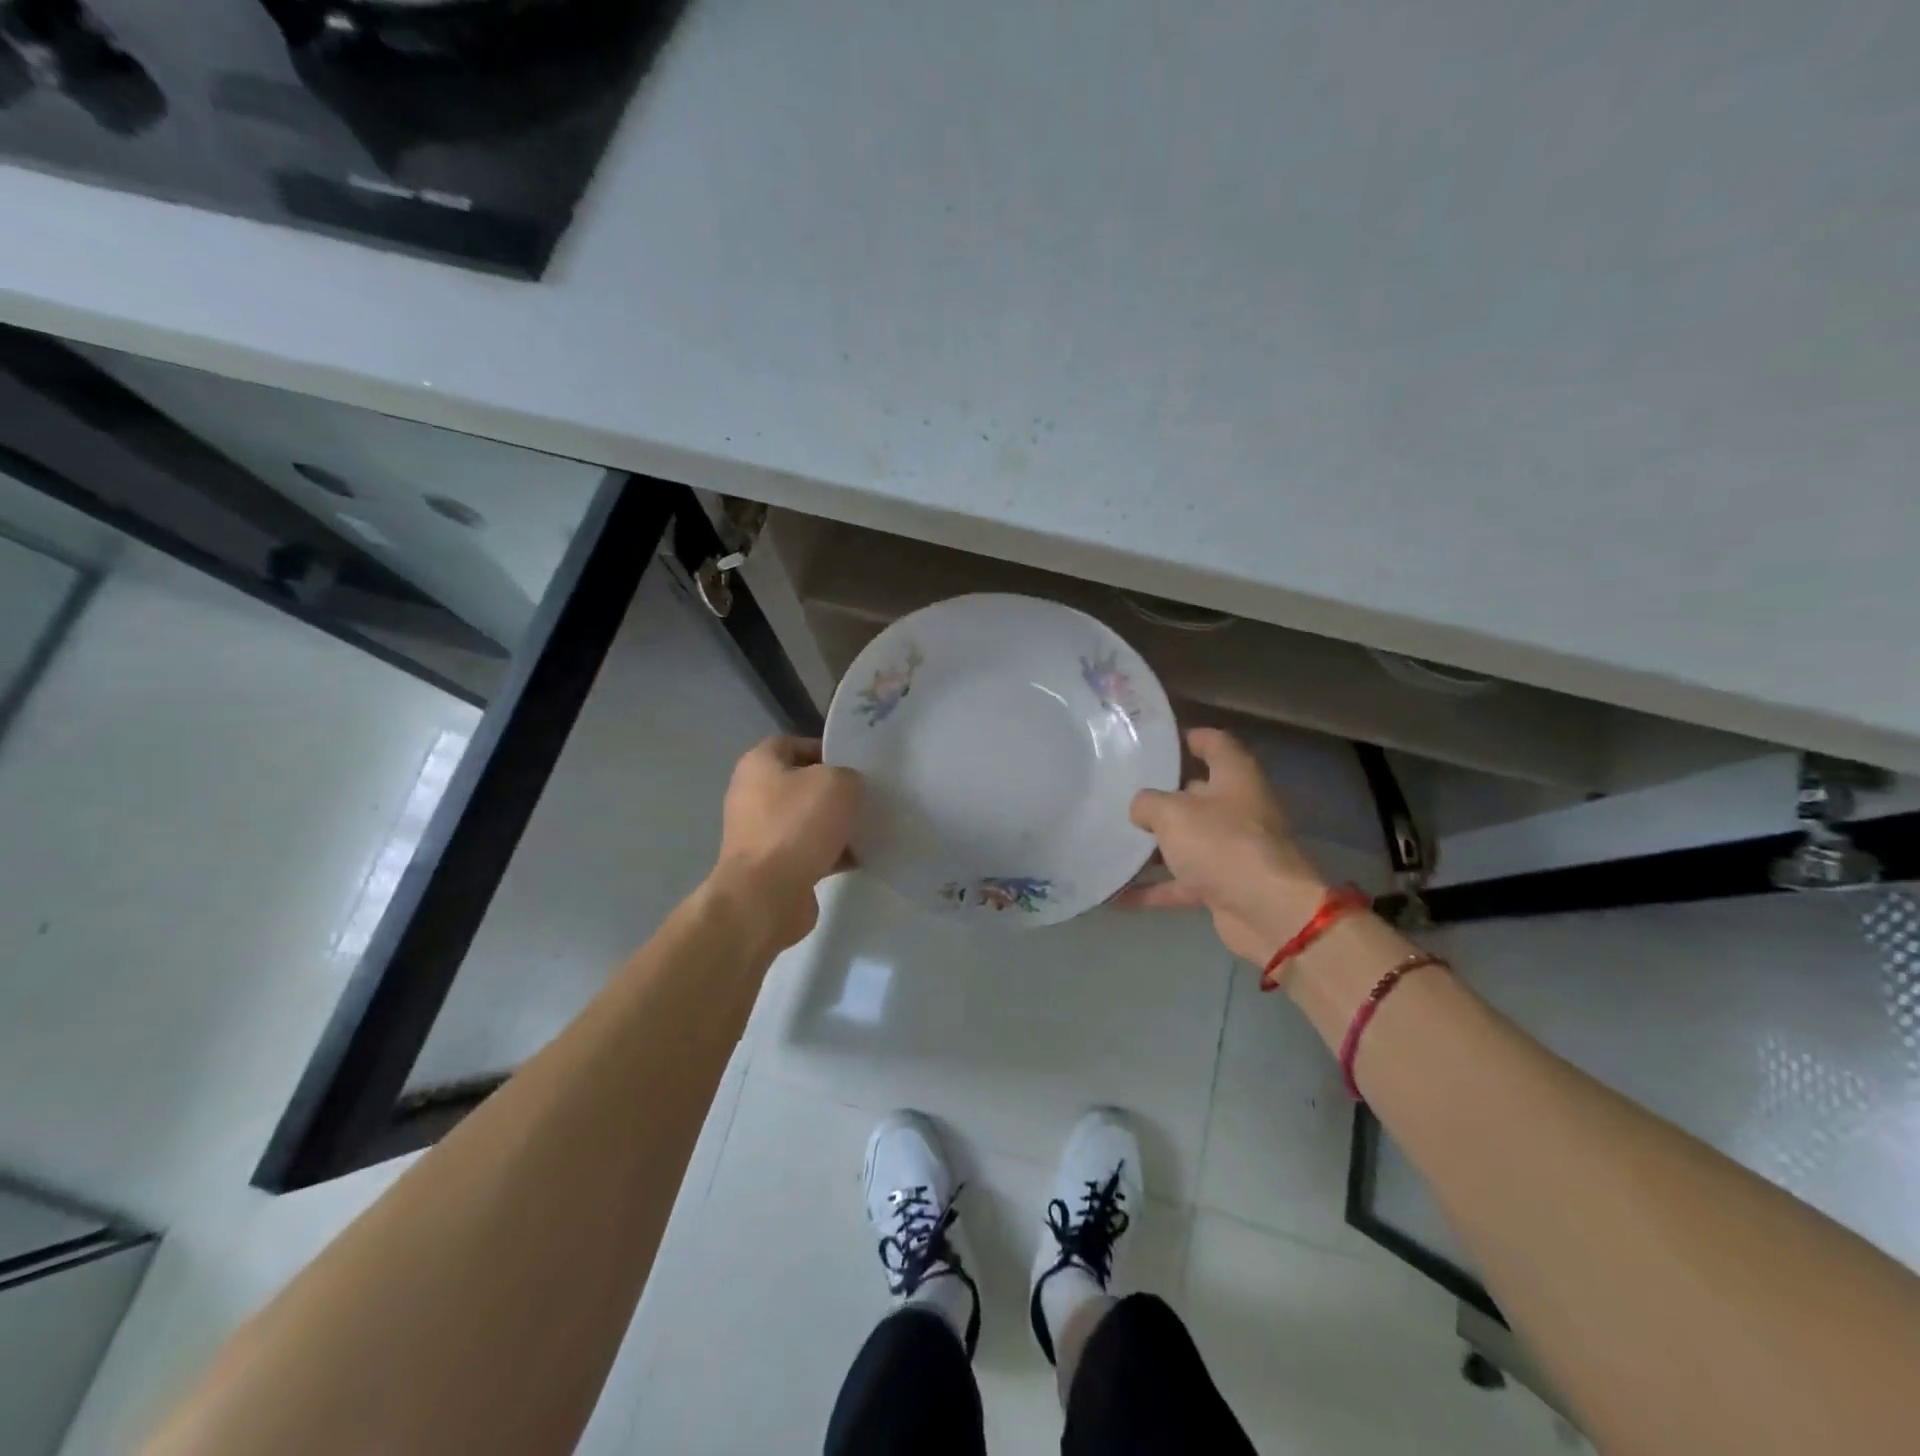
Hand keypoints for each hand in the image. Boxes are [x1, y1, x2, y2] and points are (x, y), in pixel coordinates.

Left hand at [710, 736, 861, 950]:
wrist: (766, 895)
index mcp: (759, 764)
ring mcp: (760, 833)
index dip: (825, 749)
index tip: (855, 764)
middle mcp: (752, 794)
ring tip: (869, 828)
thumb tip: (848, 788)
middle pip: (802, 783)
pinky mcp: (771, 866)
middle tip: (866, 796)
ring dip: (836, 824)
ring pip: (807, 819)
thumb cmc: (797, 826)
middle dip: (835, 790)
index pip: (793, 743)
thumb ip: (849, 776)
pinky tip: (860, 857)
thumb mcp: (837, 784)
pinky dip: (832, 853)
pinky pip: (808, 851)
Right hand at [1120, 728, 1330, 965]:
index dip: (1187, 737)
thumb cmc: (1222, 844)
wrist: (1268, 912)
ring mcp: (1233, 850)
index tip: (1154, 742)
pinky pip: (1182, 882)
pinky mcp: (1224, 886)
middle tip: (1120, 791)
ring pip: (1188, 840)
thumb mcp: (1172, 812)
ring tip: (1113, 838)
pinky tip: (1117, 894)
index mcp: (1235, 776)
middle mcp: (1238, 808)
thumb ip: (1148, 803)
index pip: (1214, 743)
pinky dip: (1154, 888)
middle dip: (1161, 794)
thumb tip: (1140, 809)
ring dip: (1154, 845)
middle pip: (1197, 793)